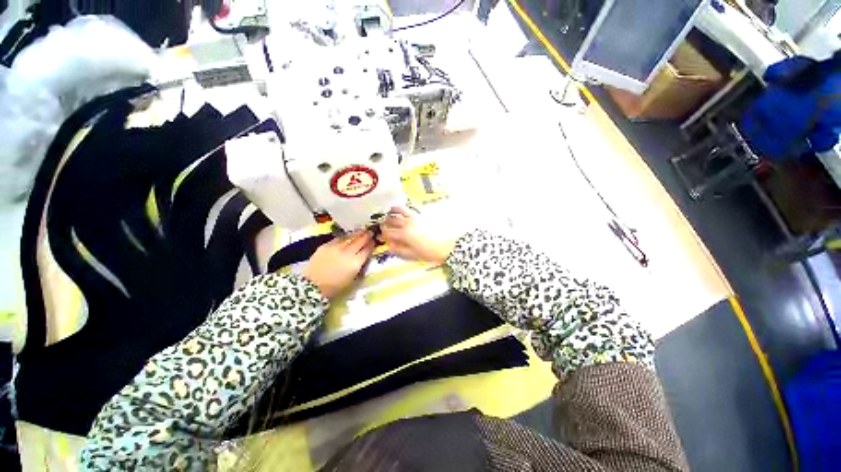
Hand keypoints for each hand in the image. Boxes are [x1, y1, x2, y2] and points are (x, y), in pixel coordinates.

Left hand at [303, 231, 374, 298]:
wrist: (313, 285)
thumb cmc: (335, 287)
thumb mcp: (352, 279)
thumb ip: (360, 266)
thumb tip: (364, 258)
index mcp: (355, 262)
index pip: (367, 250)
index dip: (371, 245)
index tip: (374, 241)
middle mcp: (347, 252)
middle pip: (359, 241)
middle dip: (366, 236)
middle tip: (370, 232)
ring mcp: (336, 247)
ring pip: (349, 237)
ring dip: (357, 233)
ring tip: (361, 230)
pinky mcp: (326, 245)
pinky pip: (338, 239)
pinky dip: (345, 237)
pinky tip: (348, 236)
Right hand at [380, 207, 454, 264]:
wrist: (445, 246)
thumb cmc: (428, 252)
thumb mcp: (412, 254)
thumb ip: (399, 250)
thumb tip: (390, 246)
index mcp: (404, 235)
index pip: (388, 232)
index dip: (383, 233)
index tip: (381, 234)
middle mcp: (407, 224)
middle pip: (391, 220)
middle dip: (385, 222)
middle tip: (383, 224)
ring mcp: (414, 218)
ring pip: (398, 211)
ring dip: (391, 212)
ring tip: (388, 213)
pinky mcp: (420, 216)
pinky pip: (408, 209)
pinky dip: (401, 208)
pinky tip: (400, 210)